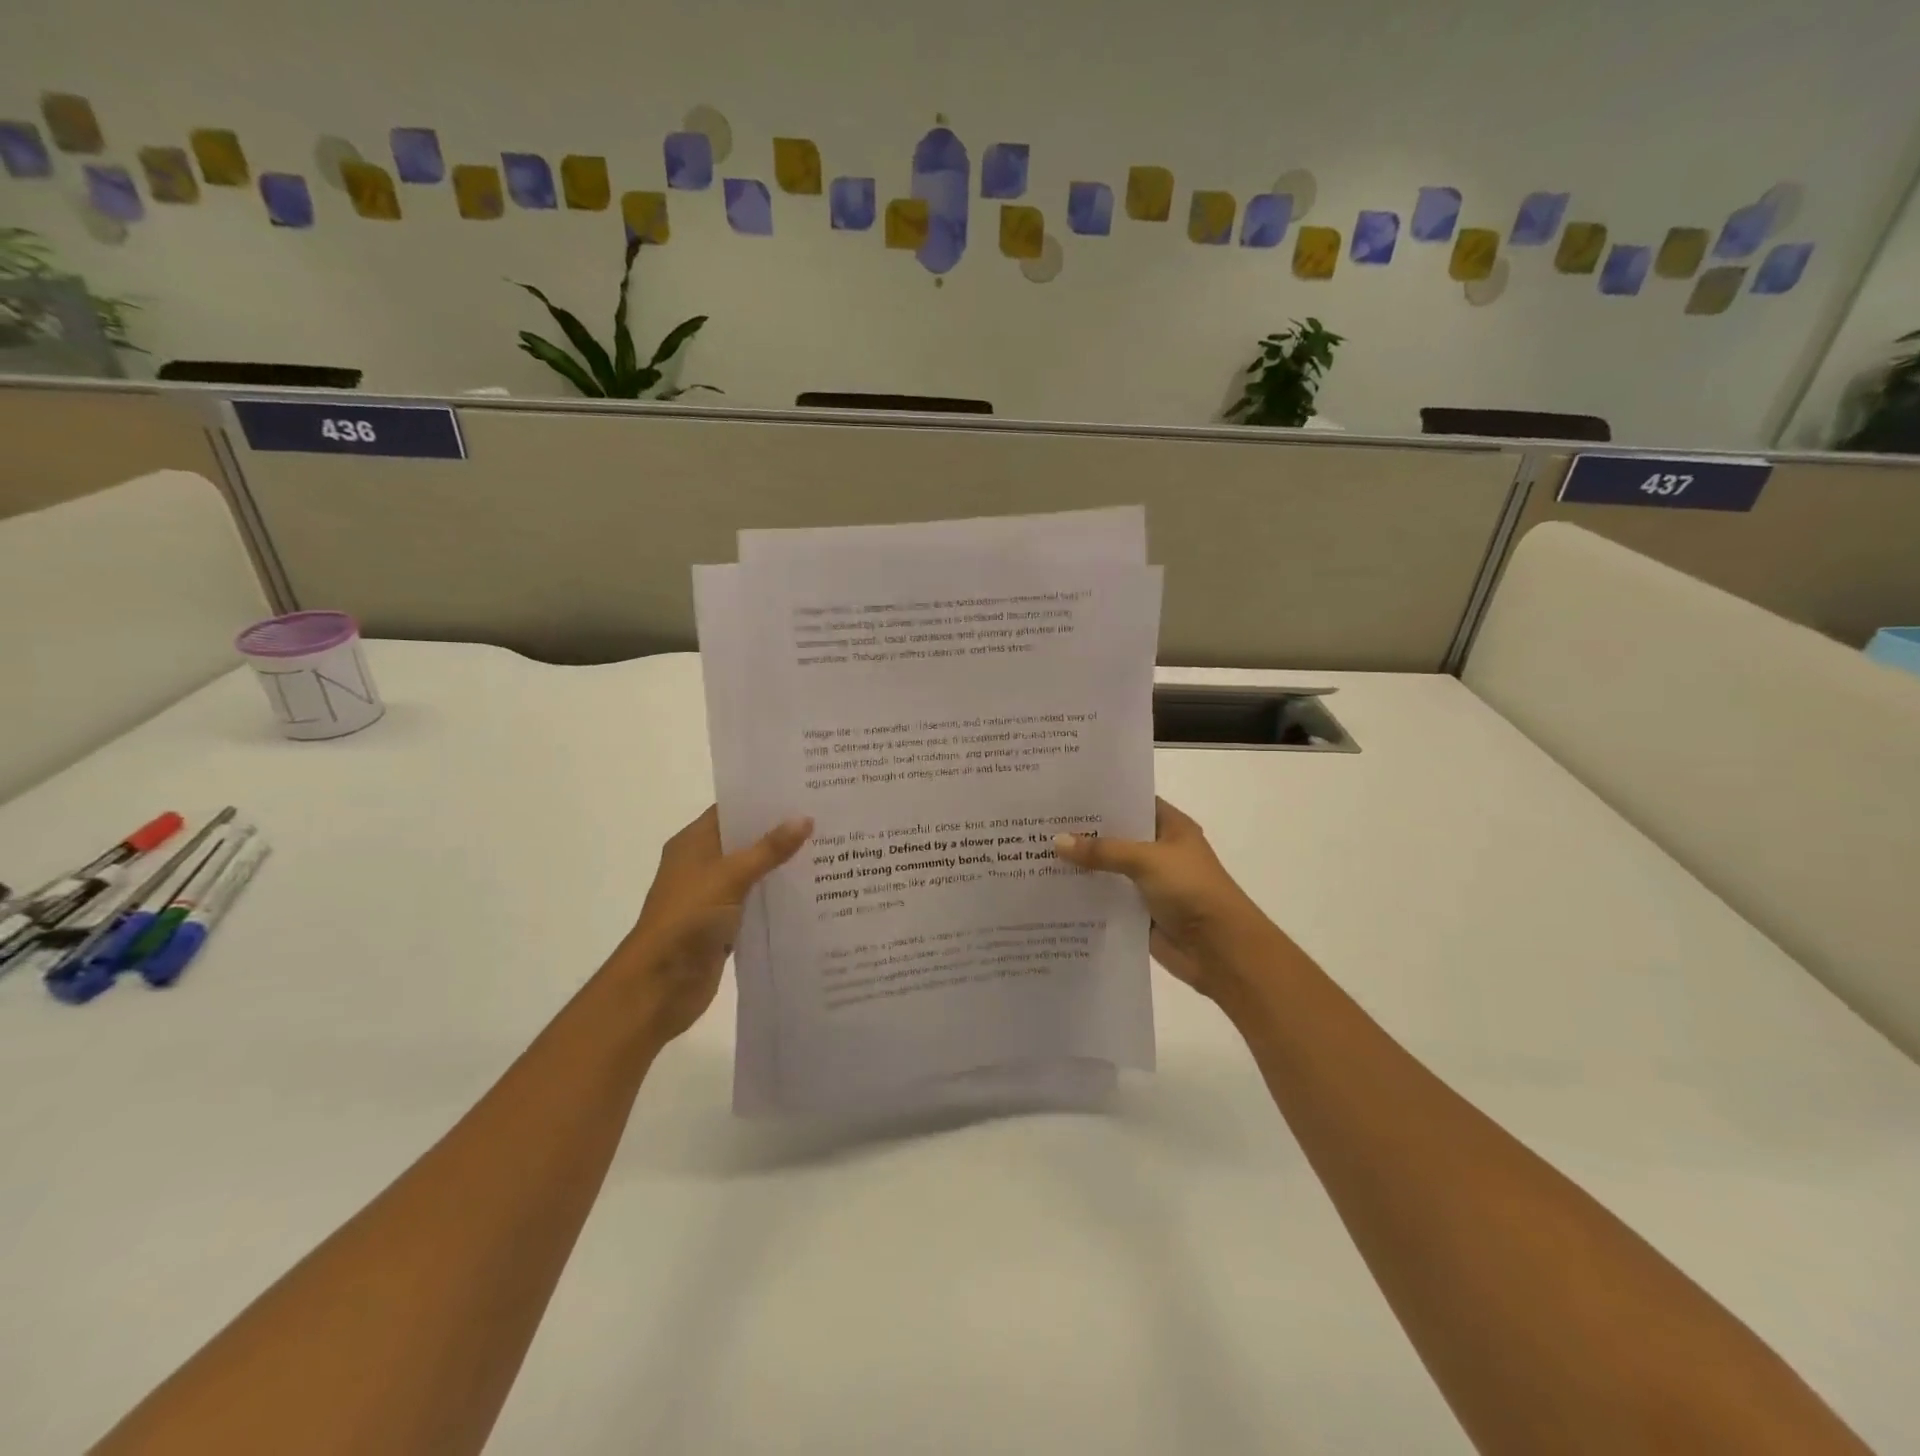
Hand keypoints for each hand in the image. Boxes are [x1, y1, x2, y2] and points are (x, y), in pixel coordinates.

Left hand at [611, 806, 811, 1046]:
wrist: (660, 985)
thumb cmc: (688, 919)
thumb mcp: (731, 877)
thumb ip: (769, 849)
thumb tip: (805, 818)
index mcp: (693, 843)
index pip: (731, 809)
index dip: (763, 799)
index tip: (803, 790)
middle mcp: (702, 864)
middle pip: (746, 839)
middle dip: (781, 831)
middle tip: (825, 816)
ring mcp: (713, 895)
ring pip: (755, 872)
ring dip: (783, 865)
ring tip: (829, 848)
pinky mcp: (725, 924)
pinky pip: (757, 902)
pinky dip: (779, 896)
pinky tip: (813, 890)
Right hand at [1054, 798, 1284, 1002]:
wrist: (1221, 950)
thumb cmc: (1191, 890)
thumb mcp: (1146, 860)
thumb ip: (1102, 850)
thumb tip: (1057, 841)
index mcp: (1170, 827)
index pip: (1132, 801)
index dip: (1102, 797)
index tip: (1064, 792)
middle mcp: (1159, 851)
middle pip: (1116, 836)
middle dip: (1084, 832)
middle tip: (1039, 821)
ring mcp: (1149, 883)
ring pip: (1109, 869)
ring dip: (1082, 866)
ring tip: (1036, 852)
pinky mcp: (1139, 912)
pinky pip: (1107, 899)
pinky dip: (1086, 896)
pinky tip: (1052, 889)